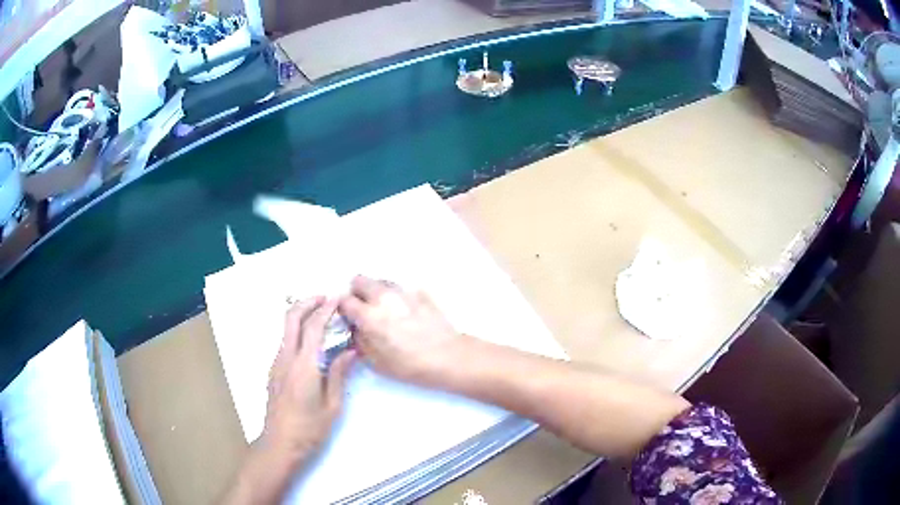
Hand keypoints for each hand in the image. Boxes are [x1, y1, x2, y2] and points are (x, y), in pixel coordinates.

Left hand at [261, 297, 355, 463]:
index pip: (313, 327)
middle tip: (325, 298)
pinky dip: (297, 331)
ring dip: (301, 315)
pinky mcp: (274, 370)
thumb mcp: (332, 406)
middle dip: (307, 302)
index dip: (326, 309)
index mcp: (304, 366)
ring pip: (286, 328)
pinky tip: (311, 341)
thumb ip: (339, 375)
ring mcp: (276, 363)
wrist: (280, 443)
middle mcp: (286, 358)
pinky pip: (285, 342)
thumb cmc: (310, 428)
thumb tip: (349, 351)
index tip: (338, 299)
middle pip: (291, 318)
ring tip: (321, 316)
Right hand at [338, 276, 466, 386]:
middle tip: (363, 309)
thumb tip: (355, 329)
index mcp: (368, 315)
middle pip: (359, 280)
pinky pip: (401, 288)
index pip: (343, 300)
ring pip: (380, 281)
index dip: (343, 309)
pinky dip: (398, 296)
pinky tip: (406, 312)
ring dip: (377, 291)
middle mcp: (382, 297)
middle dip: (357, 292)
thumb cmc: (409, 365)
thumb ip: (360, 340)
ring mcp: (403, 292)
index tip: (347, 317)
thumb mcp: (376, 361)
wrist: (447, 356)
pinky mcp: (420, 292)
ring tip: (385, 309)